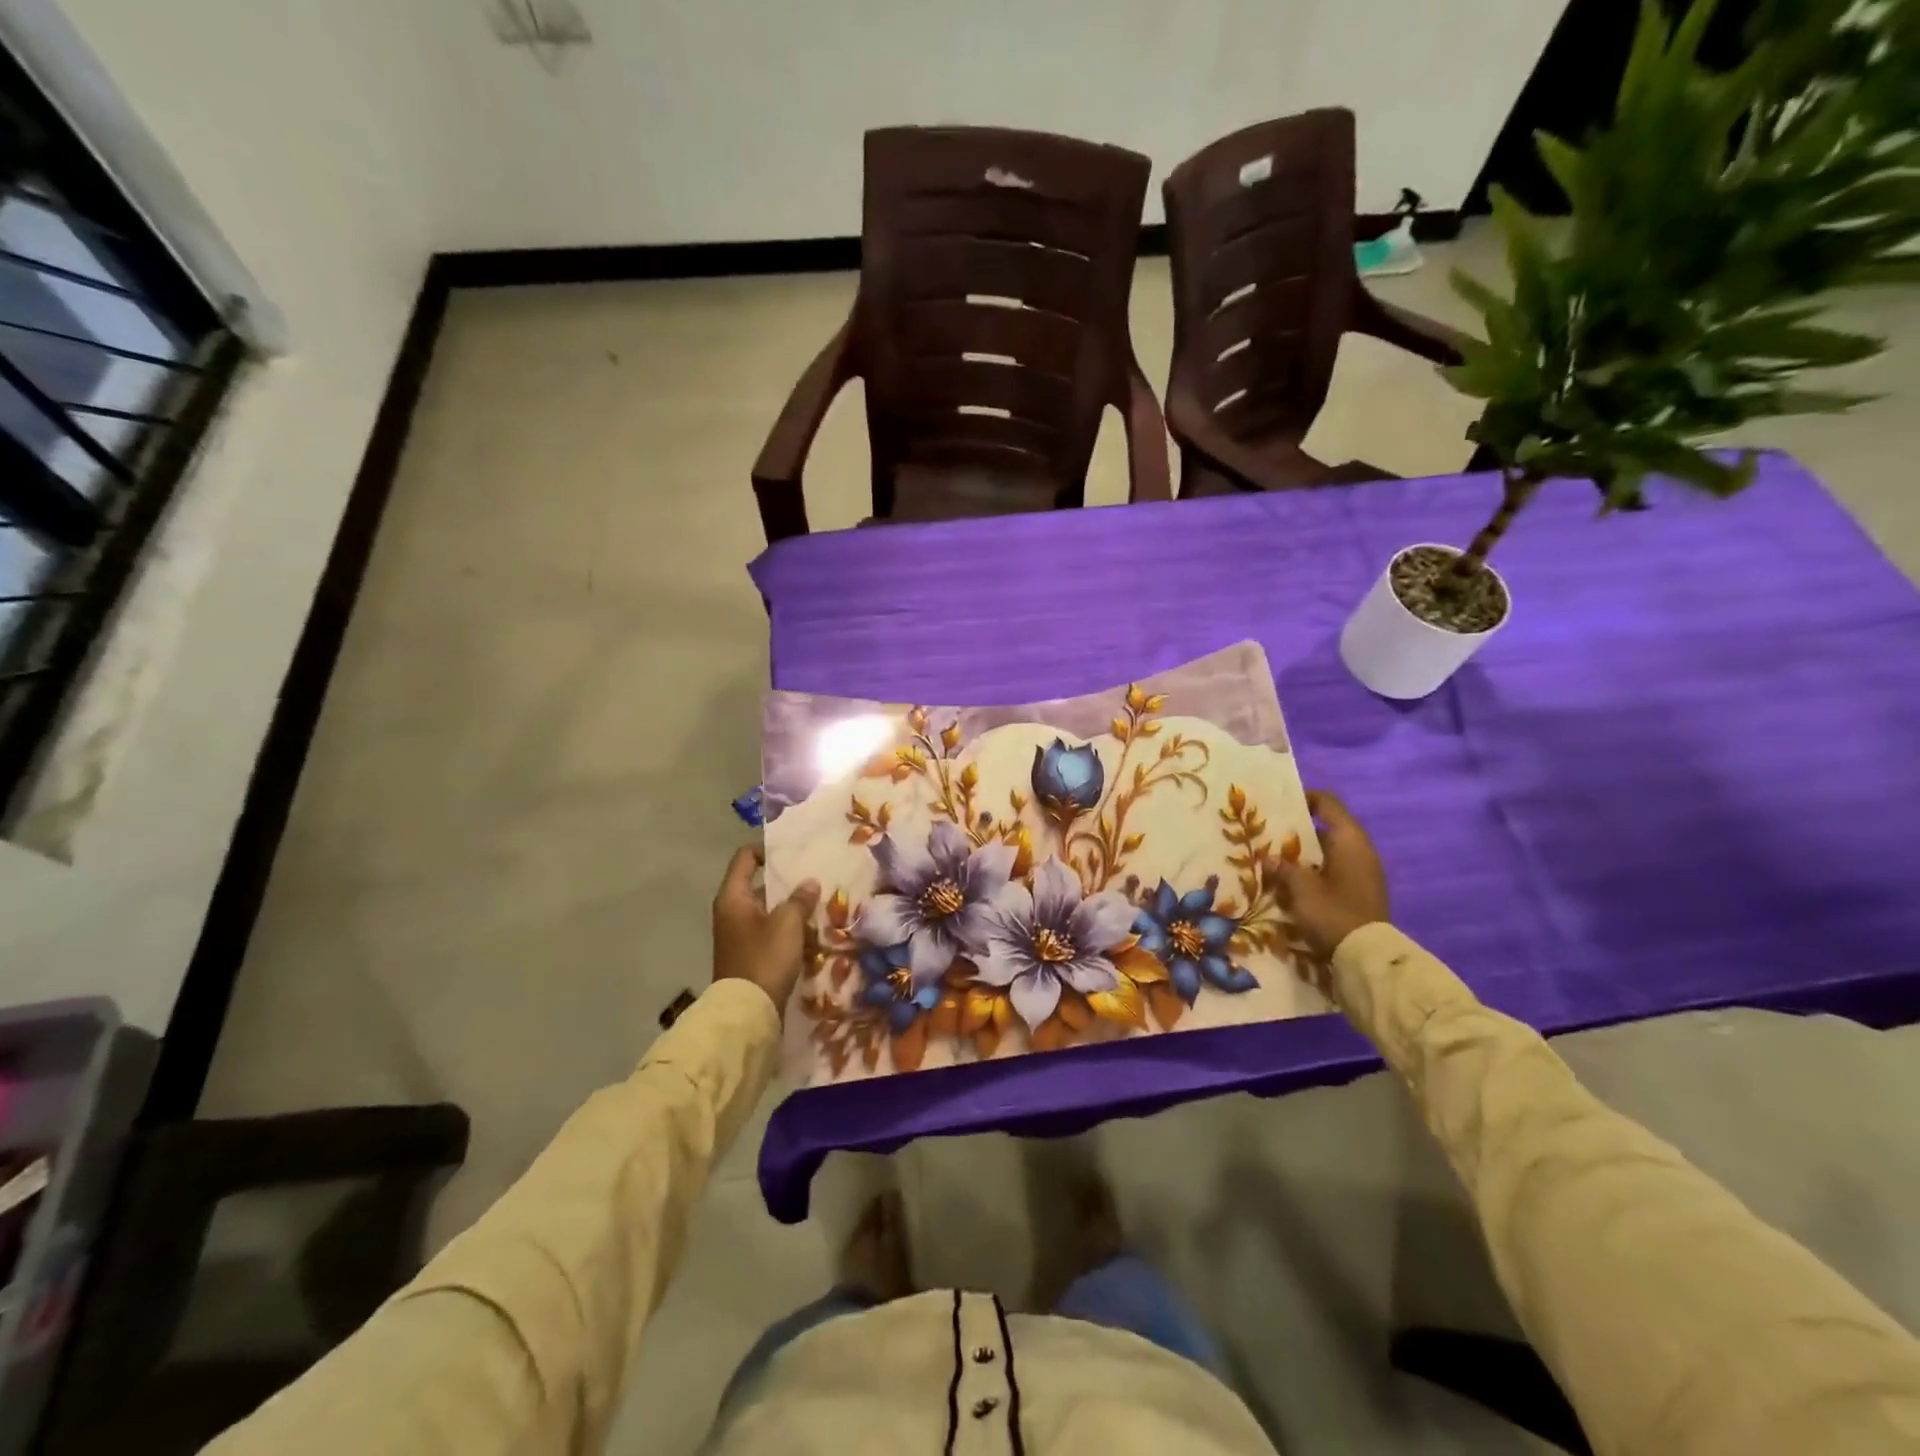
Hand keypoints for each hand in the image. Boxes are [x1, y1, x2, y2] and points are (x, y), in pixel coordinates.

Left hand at [712, 846, 819, 1009]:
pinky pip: (771, 932)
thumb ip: (799, 899)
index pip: (745, 859)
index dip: (767, 851)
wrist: (747, 1012)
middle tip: (816, 879)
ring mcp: (740, 935)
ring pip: (769, 911)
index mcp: (733, 898)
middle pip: (760, 885)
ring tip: (820, 905)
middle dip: (788, 883)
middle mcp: (732, 912)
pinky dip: (789, 930)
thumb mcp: (787, 924)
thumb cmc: (764, 958)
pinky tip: (812, 933)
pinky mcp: (750, 954)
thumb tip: (809, 883)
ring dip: (792, 908)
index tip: (793, 854)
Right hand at [1273, 791, 1389, 963]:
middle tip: (1267, 837)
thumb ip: (1283, 868)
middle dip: (1296, 832)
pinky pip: (1333, 871)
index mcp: (1349, 839)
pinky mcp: (1361, 892)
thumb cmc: (1333, 912)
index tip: (1278, 805)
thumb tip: (1269, 858)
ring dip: (1303, 856)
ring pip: (1328, 852)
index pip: (1327, 803)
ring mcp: (1363, 872)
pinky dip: (1313, 872)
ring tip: (1274, 862)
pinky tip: (1291, 884)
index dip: (1303, 798)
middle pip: (1325, 829)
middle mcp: (1360, 850)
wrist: (1367, 958)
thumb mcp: (1300, 888)